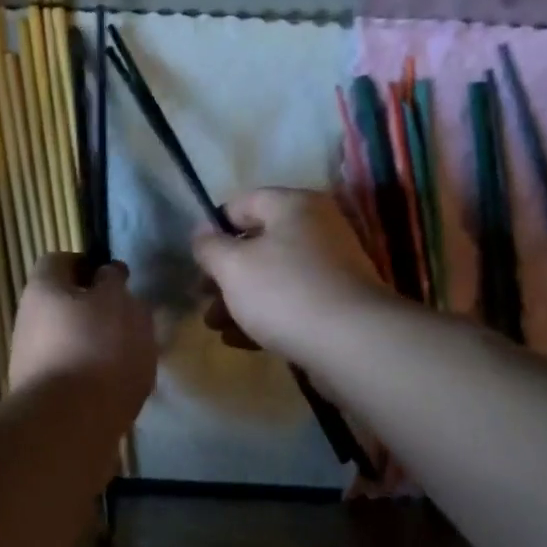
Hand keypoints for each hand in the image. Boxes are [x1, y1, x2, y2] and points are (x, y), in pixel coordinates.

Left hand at [9, 254, 157, 429]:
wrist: (69, 425)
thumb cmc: (98, 349)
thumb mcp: (118, 303)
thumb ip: (114, 284)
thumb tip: (106, 276)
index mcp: (42, 289)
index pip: (60, 261)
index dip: (88, 265)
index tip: (115, 280)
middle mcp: (28, 321)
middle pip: (62, 305)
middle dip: (95, 311)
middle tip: (130, 322)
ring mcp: (30, 362)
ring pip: (69, 342)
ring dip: (97, 347)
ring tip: (131, 361)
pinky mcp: (42, 397)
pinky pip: (73, 376)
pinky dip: (94, 379)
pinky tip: (118, 391)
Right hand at [191, 189, 390, 360]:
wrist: (351, 343)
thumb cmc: (284, 292)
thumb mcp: (232, 266)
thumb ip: (209, 247)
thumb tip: (202, 234)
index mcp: (294, 206)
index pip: (243, 203)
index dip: (213, 228)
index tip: (196, 258)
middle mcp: (316, 230)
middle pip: (257, 244)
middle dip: (224, 274)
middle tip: (202, 298)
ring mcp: (329, 268)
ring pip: (272, 278)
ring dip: (238, 300)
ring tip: (215, 327)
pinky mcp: (335, 304)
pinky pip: (291, 303)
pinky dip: (263, 317)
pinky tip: (239, 341)